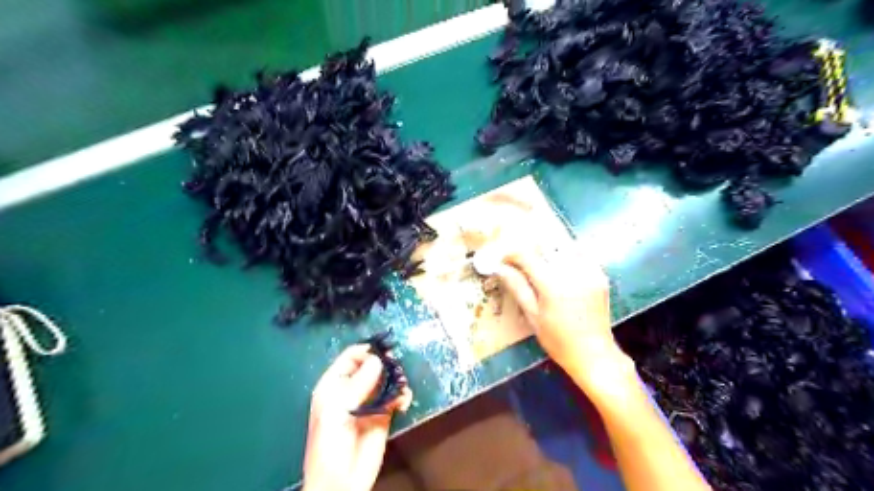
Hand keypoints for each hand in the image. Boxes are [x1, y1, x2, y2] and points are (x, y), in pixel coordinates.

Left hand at [305, 345, 412, 490]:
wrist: (340, 482)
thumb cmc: (329, 444)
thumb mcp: (337, 411)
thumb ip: (358, 384)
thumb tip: (378, 359)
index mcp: (334, 384)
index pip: (352, 356)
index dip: (367, 351)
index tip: (385, 350)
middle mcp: (353, 389)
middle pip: (372, 365)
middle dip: (386, 363)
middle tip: (398, 366)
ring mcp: (370, 401)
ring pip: (386, 379)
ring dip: (397, 378)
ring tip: (402, 385)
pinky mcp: (384, 415)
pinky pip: (396, 397)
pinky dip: (403, 395)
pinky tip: (404, 401)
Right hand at [495, 244, 631, 385]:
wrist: (594, 354)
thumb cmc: (558, 341)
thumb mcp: (533, 316)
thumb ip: (517, 288)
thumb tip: (500, 268)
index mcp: (551, 284)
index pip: (526, 255)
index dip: (511, 254)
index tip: (504, 261)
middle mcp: (571, 272)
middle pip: (544, 247)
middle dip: (529, 252)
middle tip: (520, 264)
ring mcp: (588, 271)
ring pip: (562, 248)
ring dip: (548, 252)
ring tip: (541, 267)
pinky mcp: (599, 275)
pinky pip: (580, 255)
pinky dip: (567, 256)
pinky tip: (561, 270)